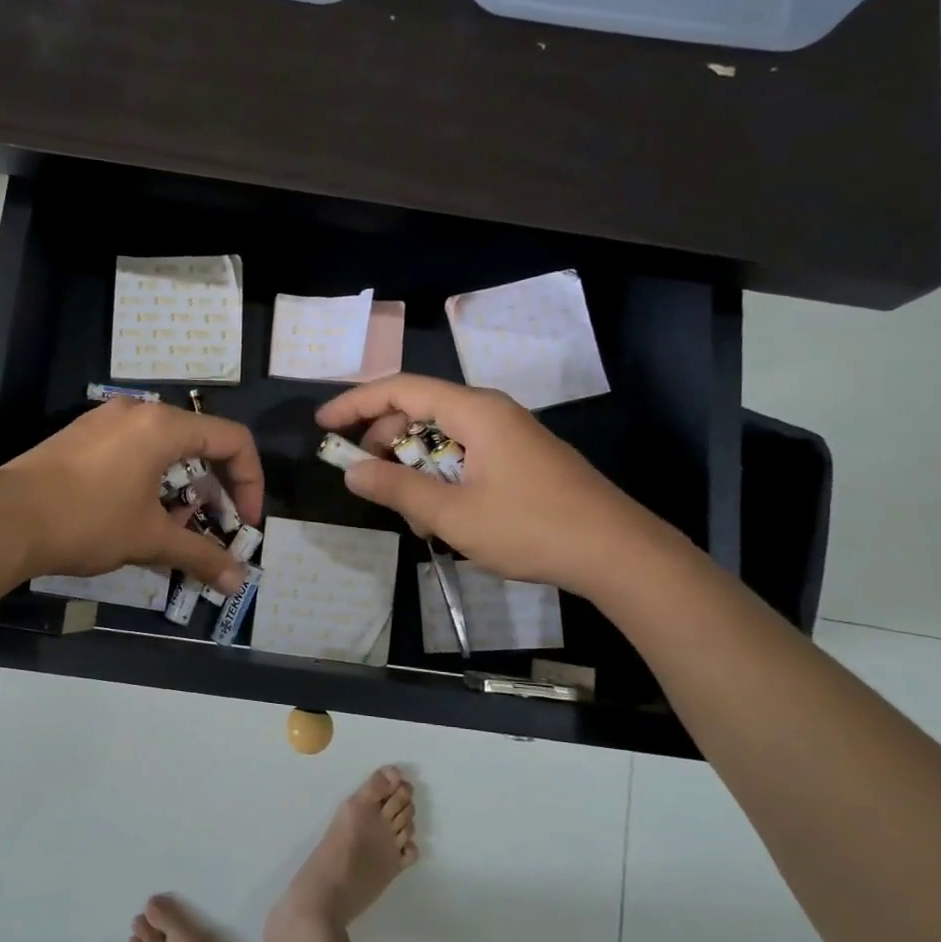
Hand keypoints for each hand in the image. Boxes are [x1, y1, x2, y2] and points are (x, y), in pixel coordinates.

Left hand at [0, 399, 263, 592]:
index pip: (232, 440)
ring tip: (173, 527)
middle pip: (199, 441)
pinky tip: (136, 515)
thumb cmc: (87, 521)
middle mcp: (137, 412)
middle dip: (215, 488)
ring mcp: (104, 420)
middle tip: (212, 527)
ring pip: (164, 448)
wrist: (3, 521)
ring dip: (182, 487)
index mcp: (162, 426)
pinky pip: (133, 450)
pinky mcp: (80, 436)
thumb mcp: (150, 539)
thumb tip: (237, 583)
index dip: (250, 482)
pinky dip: (150, 479)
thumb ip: (200, 556)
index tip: (245, 523)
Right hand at [316, 374, 655, 593]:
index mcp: (474, 411)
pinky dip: (441, 477)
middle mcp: (490, 411)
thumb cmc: (531, 528)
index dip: (355, 402)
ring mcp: (509, 434)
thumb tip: (351, 471)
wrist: (618, 553)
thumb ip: (397, 489)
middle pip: (420, 409)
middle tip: (365, 478)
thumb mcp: (453, 514)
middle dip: (385, 441)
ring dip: (415, 467)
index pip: (400, 388)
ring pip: (442, 436)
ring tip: (412, 514)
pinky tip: (443, 516)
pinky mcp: (520, 458)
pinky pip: (465, 454)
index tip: (323, 424)